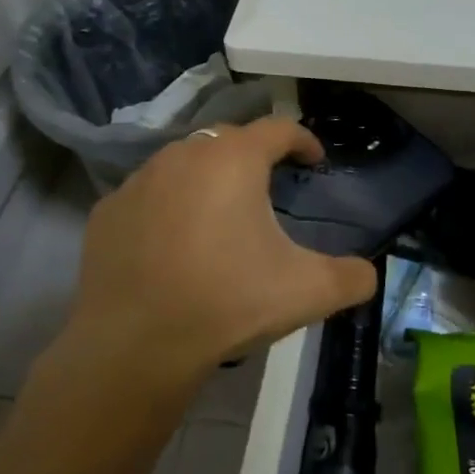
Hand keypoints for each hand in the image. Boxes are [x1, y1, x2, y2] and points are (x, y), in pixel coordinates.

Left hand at [58, 118, 377, 378]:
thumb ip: (352, 277)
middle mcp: (183, 156)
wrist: (136, 345)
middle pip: (228, 140)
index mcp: (233, 161)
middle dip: (253, 155)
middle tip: (270, 186)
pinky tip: (174, 242)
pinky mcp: (107, 212)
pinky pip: (148, 195)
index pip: (278, 128)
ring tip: (220, 214)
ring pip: (183, 163)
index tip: (314, 161)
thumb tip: (367, 274)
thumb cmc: (228, 302)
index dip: (303, 140)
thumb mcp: (308, 292)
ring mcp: (138, 181)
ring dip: (207, 178)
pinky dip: (168, 206)